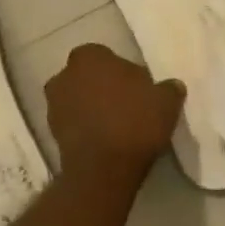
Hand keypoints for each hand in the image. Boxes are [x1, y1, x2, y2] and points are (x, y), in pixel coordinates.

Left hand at [45, 43, 185, 181]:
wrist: (104, 169)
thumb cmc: (134, 122)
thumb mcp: (166, 102)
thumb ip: (169, 89)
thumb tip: (172, 86)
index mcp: (89, 57)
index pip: (107, 56)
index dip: (123, 72)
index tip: (138, 88)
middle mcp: (65, 75)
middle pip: (89, 77)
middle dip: (104, 88)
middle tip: (128, 105)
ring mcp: (54, 105)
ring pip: (79, 100)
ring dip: (93, 109)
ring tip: (118, 126)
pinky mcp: (52, 133)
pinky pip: (74, 123)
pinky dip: (87, 128)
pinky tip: (106, 140)